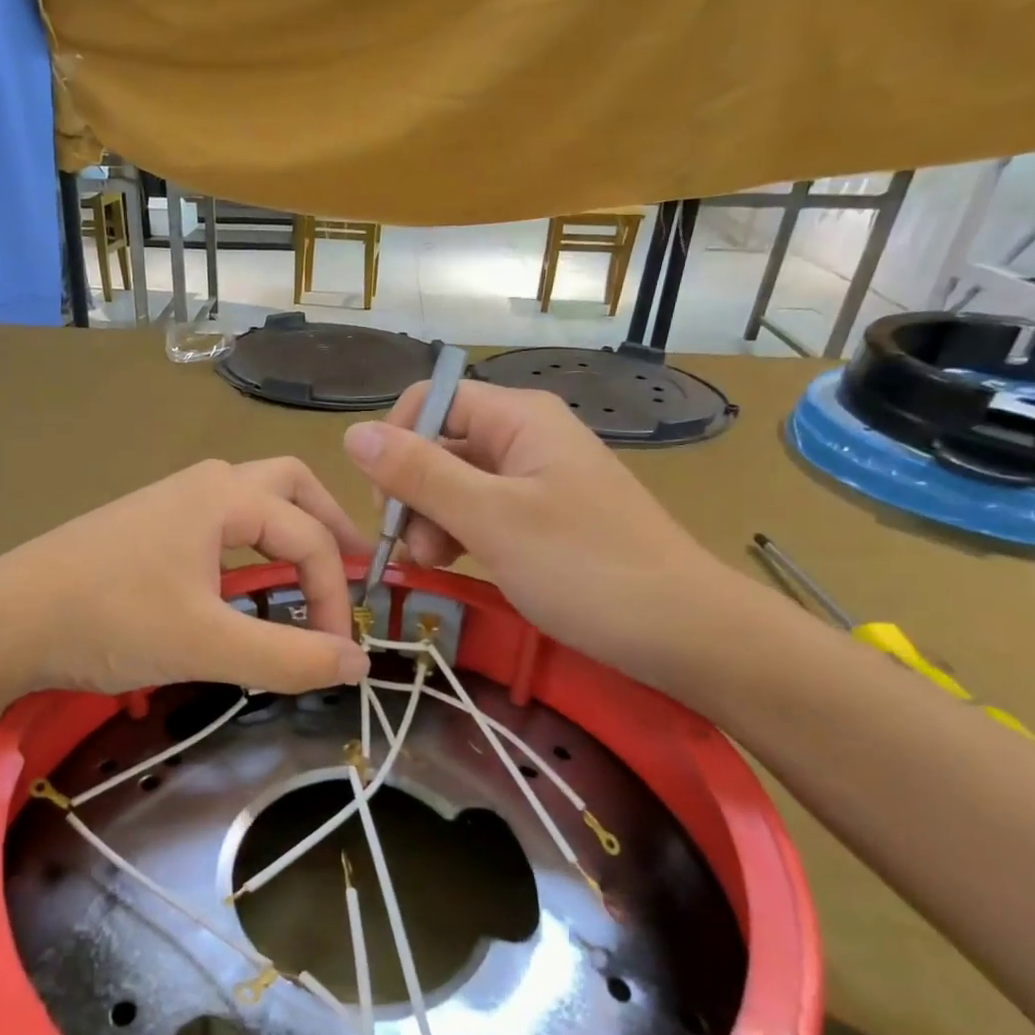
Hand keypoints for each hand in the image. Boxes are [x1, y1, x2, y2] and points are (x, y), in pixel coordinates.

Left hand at [0, 458, 373, 695]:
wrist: (2, 622)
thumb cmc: (108, 620)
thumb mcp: (206, 643)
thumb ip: (287, 656)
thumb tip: (359, 664)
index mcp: (225, 496)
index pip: (309, 537)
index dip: (335, 594)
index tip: (338, 651)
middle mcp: (204, 484)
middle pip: (290, 486)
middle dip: (329, 525)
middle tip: (354, 569)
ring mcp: (171, 502)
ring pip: (254, 499)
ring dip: (292, 529)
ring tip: (312, 571)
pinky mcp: (149, 527)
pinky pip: (222, 522)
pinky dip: (255, 542)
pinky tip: (247, 580)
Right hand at [342, 381, 737, 682]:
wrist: (683, 632)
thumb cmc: (585, 567)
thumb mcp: (492, 519)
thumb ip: (420, 474)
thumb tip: (351, 433)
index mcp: (518, 418)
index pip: (430, 402)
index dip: (395, 444)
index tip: (386, 504)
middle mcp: (525, 437)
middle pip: (439, 444)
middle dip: (412, 493)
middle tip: (412, 551)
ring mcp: (535, 479)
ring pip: (454, 483)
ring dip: (430, 520)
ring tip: (433, 565)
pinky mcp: (541, 518)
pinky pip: (481, 512)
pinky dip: (458, 535)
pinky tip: (454, 565)